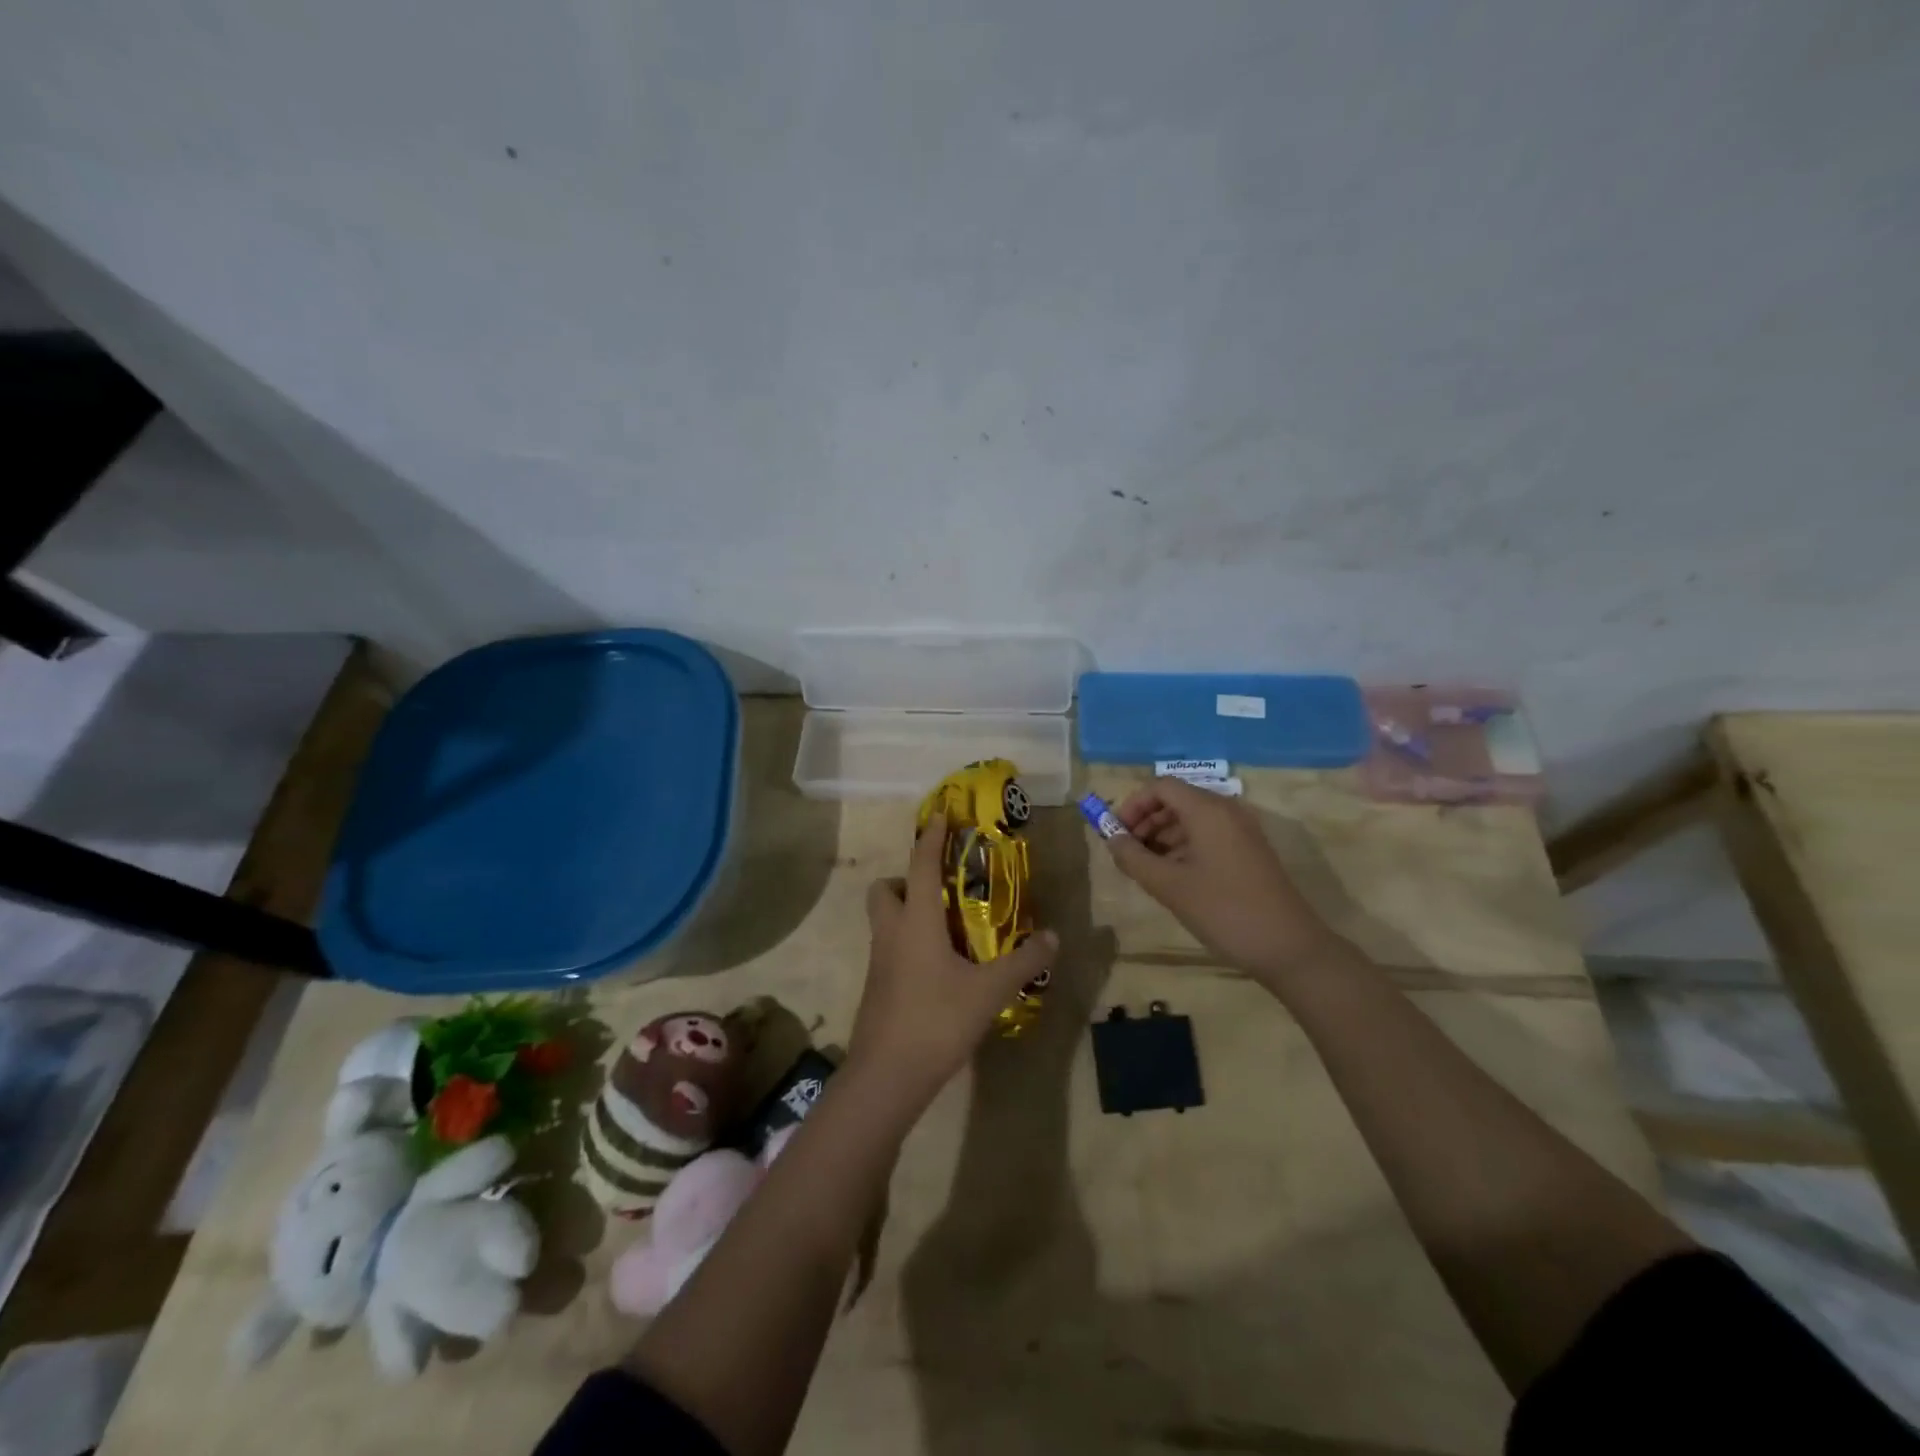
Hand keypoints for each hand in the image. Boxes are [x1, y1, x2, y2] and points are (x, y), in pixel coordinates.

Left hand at [850, 813, 1058, 1107]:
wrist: (887, 1075)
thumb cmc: (937, 1020)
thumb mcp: (990, 990)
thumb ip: (1023, 961)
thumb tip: (1053, 937)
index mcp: (915, 921)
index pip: (921, 865)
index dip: (930, 837)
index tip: (940, 815)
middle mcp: (891, 932)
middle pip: (885, 889)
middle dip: (908, 879)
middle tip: (943, 890)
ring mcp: (879, 961)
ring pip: (885, 919)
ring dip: (908, 910)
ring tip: (949, 927)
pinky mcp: (877, 986)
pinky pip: (890, 946)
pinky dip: (909, 941)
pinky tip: (940, 965)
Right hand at [1105, 776, 1337, 981]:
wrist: (1289, 948)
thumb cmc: (1224, 910)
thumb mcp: (1170, 886)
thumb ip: (1134, 858)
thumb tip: (1112, 839)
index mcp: (1208, 810)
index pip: (1161, 786)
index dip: (1133, 804)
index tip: (1116, 833)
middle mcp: (1227, 811)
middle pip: (1176, 800)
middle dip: (1146, 821)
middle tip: (1127, 853)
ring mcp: (1241, 832)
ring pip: (1191, 820)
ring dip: (1162, 837)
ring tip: (1145, 869)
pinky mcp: (1249, 852)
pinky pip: (1208, 836)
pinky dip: (1183, 848)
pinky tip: (1172, 877)